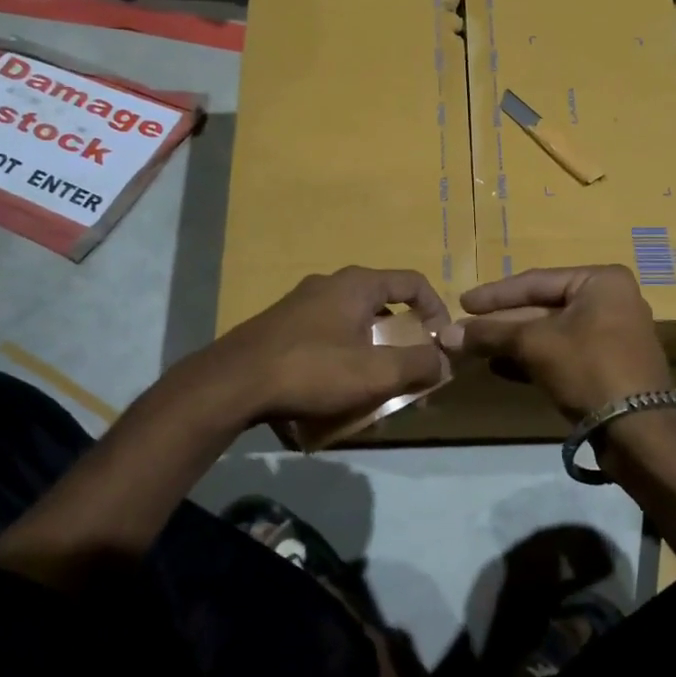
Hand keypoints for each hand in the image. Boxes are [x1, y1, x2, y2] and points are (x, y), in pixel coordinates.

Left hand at [205, 267, 451, 425]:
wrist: (232, 384)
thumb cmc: (312, 370)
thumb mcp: (376, 372)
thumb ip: (418, 364)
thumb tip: (443, 360)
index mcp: (357, 285)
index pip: (413, 282)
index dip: (436, 311)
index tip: (441, 344)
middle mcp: (329, 285)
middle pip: (383, 306)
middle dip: (403, 342)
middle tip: (410, 374)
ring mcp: (300, 305)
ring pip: (353, 325)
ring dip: (372, 354)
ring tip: (374, 390)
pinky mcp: (280, 328)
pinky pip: (327, 339)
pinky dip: (343, 360)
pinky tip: (335, 394)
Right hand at [441, 265, 670, 421]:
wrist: (639, 430)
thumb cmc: (588, 368)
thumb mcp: (534, 344)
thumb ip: (491, 334)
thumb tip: (445, 333)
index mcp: (601, 281)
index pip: (536, 281)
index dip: (495, 294)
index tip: (462, 302)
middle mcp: (611, 301)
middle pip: (543, 307)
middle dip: (501, 323)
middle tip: (464, 331)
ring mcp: (612, 335)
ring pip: (550, 333)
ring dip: (512, 343)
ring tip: (475, 350)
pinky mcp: (608, 366)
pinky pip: (562, 354)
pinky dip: (532, 359)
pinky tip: (500, 367)